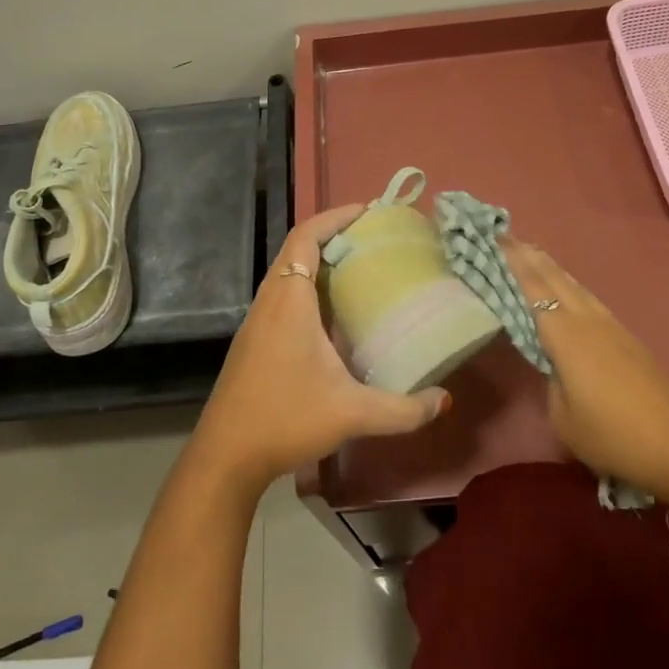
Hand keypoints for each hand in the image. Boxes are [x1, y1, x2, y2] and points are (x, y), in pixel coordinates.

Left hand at [191, 205, 450, 491]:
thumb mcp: (351, 413)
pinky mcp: (254, 341)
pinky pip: (283, 295)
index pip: (306, 237)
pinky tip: (332, 314)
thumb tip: (443, 400)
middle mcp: (270, 301)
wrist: (225, 457)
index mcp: (289, 300)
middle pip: (296, 249)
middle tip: (371, 239)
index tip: (366, 211)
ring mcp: (257, 321)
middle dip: (332, 235)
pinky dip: (308, 287)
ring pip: (287, 273)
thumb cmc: (284, 419)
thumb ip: (402, 409)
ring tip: (358, 269)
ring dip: (318, 262)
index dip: (334, 217)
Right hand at [505, 241, 668, 509]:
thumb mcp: (563, 417)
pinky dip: (571, 285)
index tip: (497, 239)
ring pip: (576, 286)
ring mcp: (613, 327)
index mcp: (567, 337)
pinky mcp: (628, 339)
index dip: (514, 263)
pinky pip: (590, 300)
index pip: (534, 289)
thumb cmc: (612, 437)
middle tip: (508, 237)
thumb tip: (553, 362)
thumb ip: (551, 380)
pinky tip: (568, 288)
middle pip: (555, 279)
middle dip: (531, 256)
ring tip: (534, 253)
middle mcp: (589, 321)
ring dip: (552, 267)